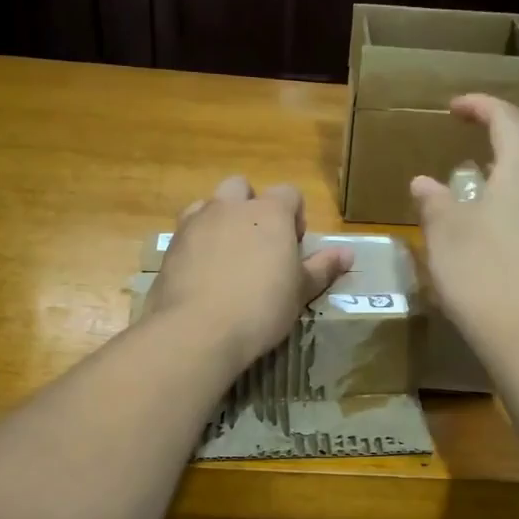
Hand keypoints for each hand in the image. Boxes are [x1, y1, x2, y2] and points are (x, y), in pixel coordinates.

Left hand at [144, 176, 353, 373]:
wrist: (197, 330)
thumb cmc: (261, 308)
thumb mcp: (300, 291)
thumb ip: (322, 268)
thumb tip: (348, 254)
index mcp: (269, 213)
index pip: (289, 193)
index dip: (295, 215)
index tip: (294, 246)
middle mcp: (230, 207)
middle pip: (242, 188)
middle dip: (251, 208)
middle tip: (259, 245)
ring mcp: (195, 223)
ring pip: (210, 205)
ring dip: (221, 221)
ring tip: (229, 258)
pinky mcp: (170, 245)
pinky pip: (187, 231)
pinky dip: (197, 243)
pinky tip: (203, 274)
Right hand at [411, 94, 518, 350]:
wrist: (516, 328)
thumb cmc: (478, 268)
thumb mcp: (444, 230)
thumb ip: (434, 201)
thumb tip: (425, 183)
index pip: (507, 124)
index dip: (482, 107)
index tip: (455, 109)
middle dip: (512, 159)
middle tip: (483, 172)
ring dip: (514, 193)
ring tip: (478, 210)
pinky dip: (511, 225)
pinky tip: (481, 245)